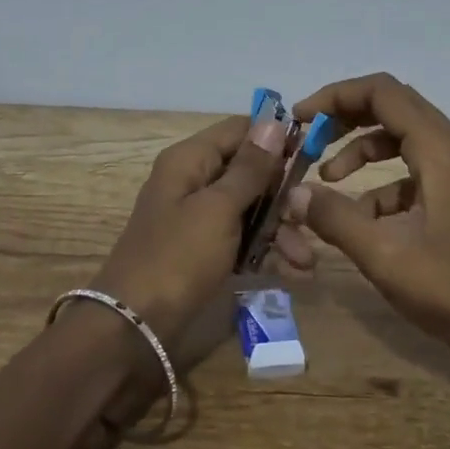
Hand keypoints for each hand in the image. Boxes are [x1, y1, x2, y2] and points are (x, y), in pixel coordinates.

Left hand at [90, 111, 288, 343]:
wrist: (135, 326)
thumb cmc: (178, 257)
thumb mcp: (218, 209)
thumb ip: (250, 168)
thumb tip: (274, 123)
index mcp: (190, 160)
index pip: (240, 130)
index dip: (276, 138)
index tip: (314, 155)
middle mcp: (194, 181)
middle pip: (249, 171)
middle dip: (283, 195)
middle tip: (310, 218)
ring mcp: (199, 217)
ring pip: (250, 208)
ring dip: (280, 230)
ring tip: (305, 260)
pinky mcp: (205, 250)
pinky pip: (242, 238)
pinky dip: (265, 251)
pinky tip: (291, 271)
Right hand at [273, 73, 449, 349]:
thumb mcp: (384, 256)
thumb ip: (334, 218)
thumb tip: (292, 193)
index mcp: (440, 151)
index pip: (383, 93)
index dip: (337, 96)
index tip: (301, 119)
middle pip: (394, 107)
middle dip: (346, 118)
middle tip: (309, 140)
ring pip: (404, 138)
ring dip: (363, 150)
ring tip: (328, 179)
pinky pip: (415, 170)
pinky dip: (383, 182)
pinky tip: (364, 220)